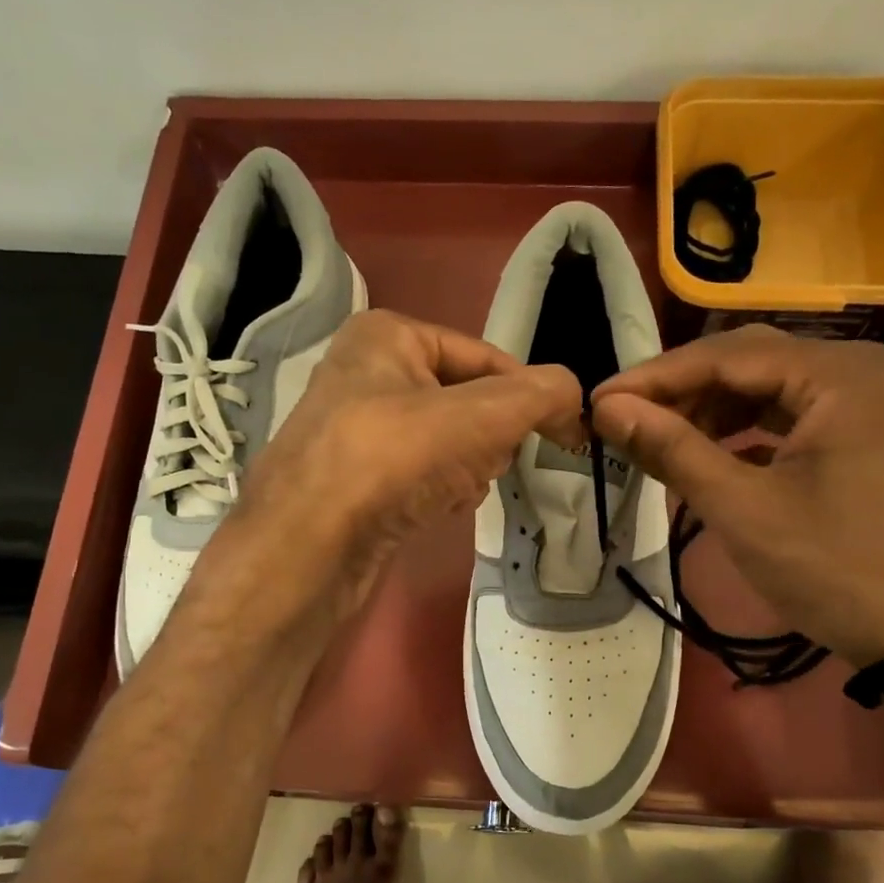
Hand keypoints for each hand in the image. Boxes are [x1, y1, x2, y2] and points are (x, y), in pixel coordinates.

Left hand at [231, 310, 580, 616]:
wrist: (308, 546)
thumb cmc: (392, 458)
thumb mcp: (482, 414)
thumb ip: (540, 395)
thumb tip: (575, 397)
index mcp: (388, 336)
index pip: (486, 357)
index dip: (530, 394)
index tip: (565, 432)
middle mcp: (366, 373)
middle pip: (467, 401)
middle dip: (488, 438)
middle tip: (482, 462)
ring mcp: (356, 430)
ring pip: (447, 442)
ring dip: (467, 468)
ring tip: (454, 489)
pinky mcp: (355, 481)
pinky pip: (421, 475)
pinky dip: (439, 491)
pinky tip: (435, 509)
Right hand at [591, 324, 883, 667]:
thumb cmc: (836, 568)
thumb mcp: (744, 509)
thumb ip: (673, 449)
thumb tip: (608, 409)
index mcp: (835, 373)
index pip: (724, 356)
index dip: (654, 378)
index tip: (598, 403)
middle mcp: (854, 370)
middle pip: (746, 362)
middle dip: (680, 391)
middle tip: (624, 421)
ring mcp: (862, 403)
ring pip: (765, 389)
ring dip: (708, 412)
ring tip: (659, 442)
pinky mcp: (860, 436)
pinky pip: (786, 417)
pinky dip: (742, 432)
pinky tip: (708, 456)